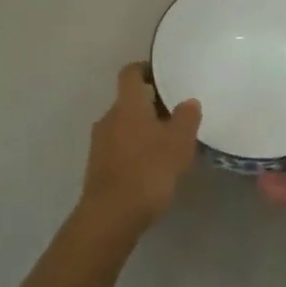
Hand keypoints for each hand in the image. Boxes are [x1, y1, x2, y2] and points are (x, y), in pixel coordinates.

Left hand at [79, 63, 201, 235]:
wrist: (111, 217)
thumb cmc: (148, 170)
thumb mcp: (178, 143)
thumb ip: (186, 118)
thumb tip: (188, 102)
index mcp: (127, 104)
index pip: (130, 73)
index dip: (145, 69)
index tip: (163, 76)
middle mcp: (109, 118)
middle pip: (128, 101)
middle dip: (150, 106)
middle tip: (175, 116)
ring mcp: (99, 144)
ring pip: (123, 126)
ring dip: (142, 131)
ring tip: (167, 145)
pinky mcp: (97, 169)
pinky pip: (118, 149)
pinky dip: (134, 152)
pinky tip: (151, 169)